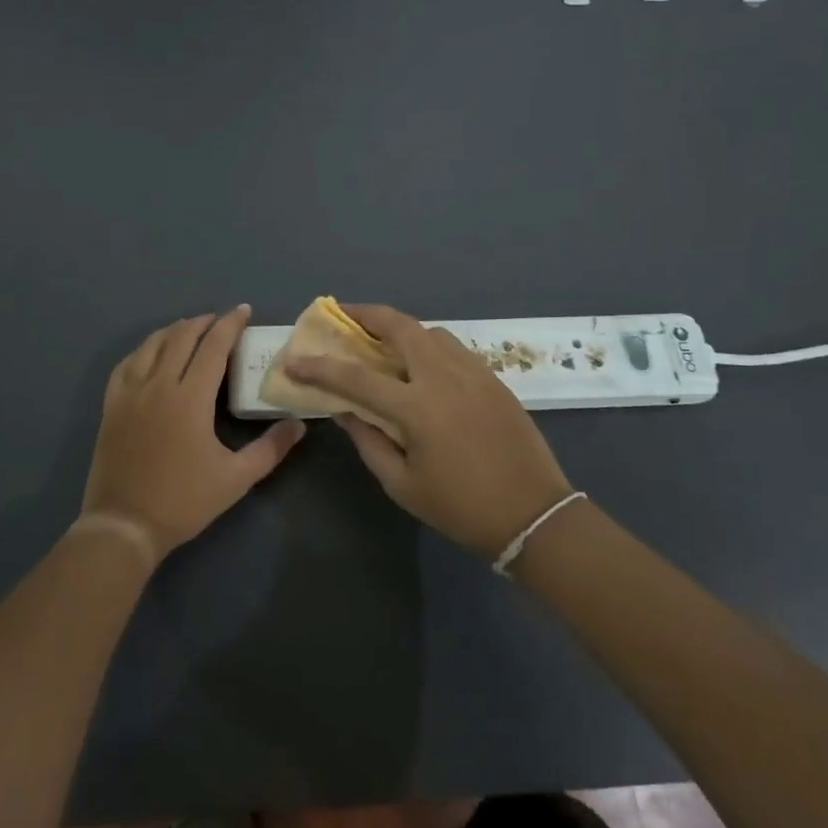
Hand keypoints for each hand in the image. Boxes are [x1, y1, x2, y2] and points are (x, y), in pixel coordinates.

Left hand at [83, 307, 306, 559]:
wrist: (124, 525)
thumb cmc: (184, 501)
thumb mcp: (236, 478)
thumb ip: (271, 448)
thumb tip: (299, 424)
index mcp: (190, 398)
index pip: (213, 346)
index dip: (230, 324)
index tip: (244, 310)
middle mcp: (158, 385)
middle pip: (181, 337)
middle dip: (204, 322)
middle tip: (221, 320)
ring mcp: (129, 393)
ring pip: (151, 345)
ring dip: (174, 331)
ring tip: (190, 329)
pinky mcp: (111, 406)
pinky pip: (126, 364)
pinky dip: (143, 349)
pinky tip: (151, 353)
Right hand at [284, 304, 574, 558]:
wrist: (534, 514)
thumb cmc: (461, 507)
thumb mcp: (402, 485)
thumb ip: (369, 440)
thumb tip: (343, 409)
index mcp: (417, 408)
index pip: (356, 376)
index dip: (319, 367)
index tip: (293, 360)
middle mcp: (444, 377)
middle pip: (400, 326)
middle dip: (367, 314)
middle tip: (344, 316)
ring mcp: (473, 372)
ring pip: (430, 331)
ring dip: (400, 328)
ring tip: (382, 341)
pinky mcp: (493, 378)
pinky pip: (453, 347)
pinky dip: (428, 344)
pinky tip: (421, 364)